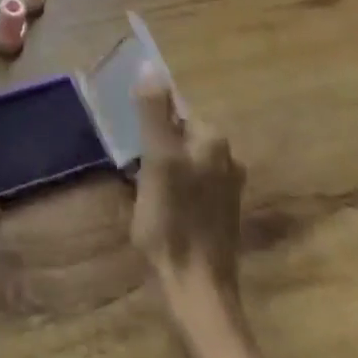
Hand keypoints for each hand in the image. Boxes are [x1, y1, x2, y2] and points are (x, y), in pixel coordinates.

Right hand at [131, 64, 294, 357]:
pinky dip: (171, 187)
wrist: (197, 292)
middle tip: (132, 168)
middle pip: (178, 133)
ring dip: (160, 166)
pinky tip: (158, 208)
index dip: (147, 122)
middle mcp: (227, 156)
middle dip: (153, 143)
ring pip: (182, 158)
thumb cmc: (172, 223)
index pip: (174, 108)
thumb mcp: (156, 160)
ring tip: (141, 189)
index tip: (129, 143)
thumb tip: (151, 66)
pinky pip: (189, 182)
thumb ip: (154, 112)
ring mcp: (227, 186)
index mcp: (213, 139)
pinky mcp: (221, 212)